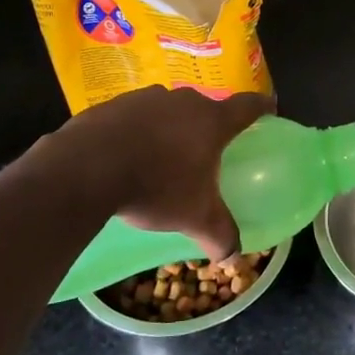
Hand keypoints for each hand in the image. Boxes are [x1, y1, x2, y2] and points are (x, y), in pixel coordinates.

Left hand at [47, 86, 273, 256]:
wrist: (86, 168)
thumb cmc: (156, 186)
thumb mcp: (194, 218)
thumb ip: (220, 234)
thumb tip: (232, 256)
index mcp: (211, 121)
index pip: (248, 106)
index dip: (262, 108)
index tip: (269, 108)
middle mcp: (183, 101)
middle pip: (205, 108)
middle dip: (209, 126)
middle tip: (207, 150)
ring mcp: (145, 98)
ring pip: (168, 111)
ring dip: (170, 128)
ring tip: (162, 157)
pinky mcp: (112, 105)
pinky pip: (134, 117)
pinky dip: (137, 132)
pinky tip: (126, 157)